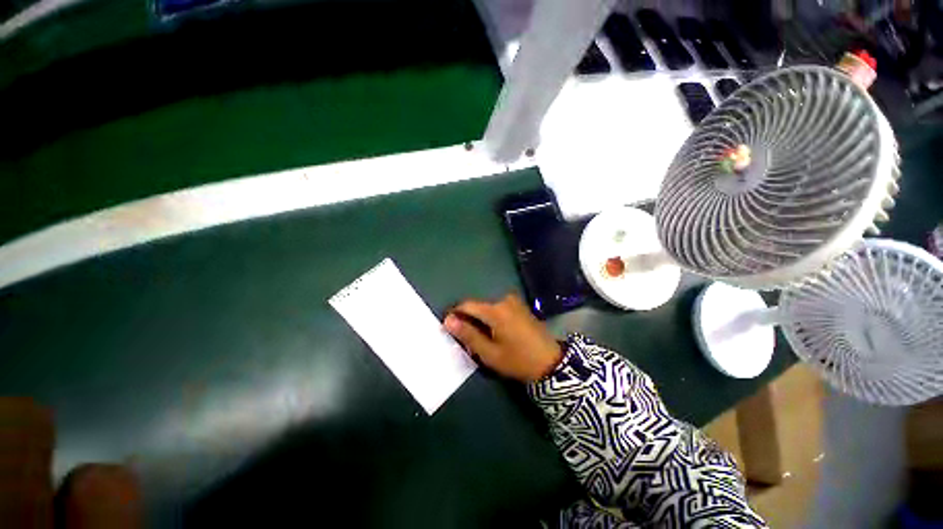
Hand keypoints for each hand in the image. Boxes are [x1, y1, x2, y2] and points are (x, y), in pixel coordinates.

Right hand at [444, 294, 562, 382]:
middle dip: (469, 320)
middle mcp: (504, 300)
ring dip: (481, 320)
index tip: (449, 328)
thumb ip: (468, 334)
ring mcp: (514, 302)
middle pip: (478, 306)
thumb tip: (448, 320)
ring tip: (482, 340)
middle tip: (468, 341)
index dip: (455, 314)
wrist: (551, 362)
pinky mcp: (520, 306)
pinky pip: (498, 308)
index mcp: (495, 310)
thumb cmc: (517, 360)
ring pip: (488, 308)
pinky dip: (492, 318)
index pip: (467, 305)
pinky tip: (495, 334)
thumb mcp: (489, 353)